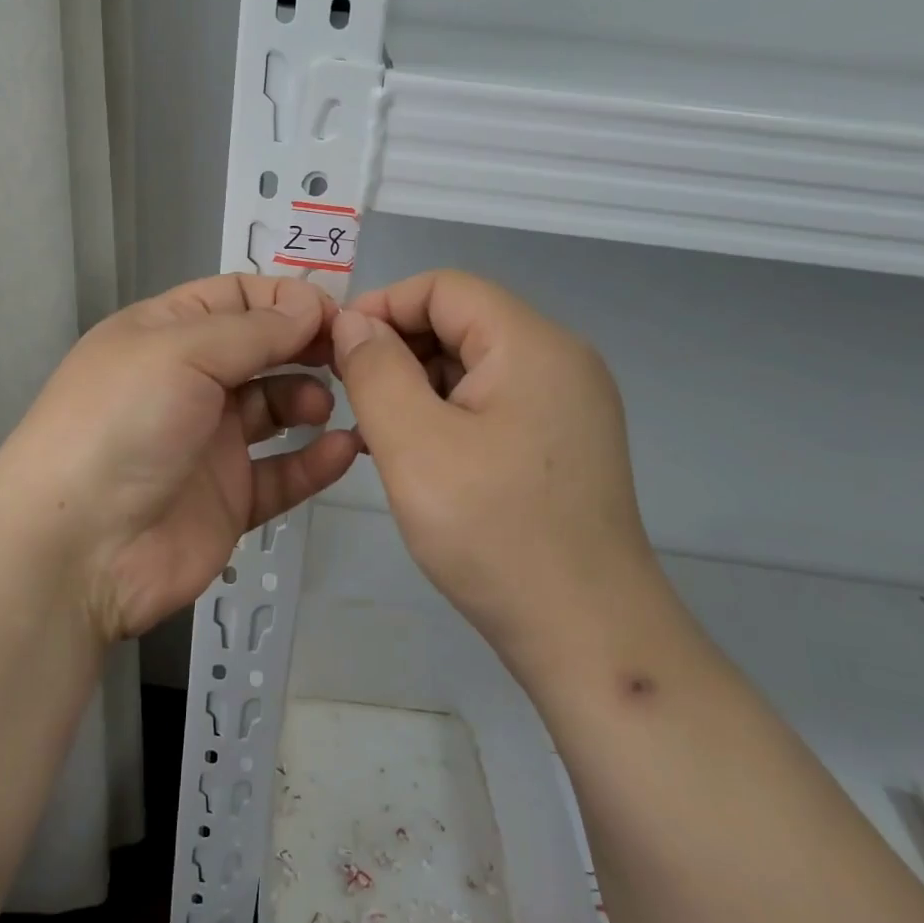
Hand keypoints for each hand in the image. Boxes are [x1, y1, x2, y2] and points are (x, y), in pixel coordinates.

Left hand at [0, 274, 360, 640]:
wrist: (76, 548)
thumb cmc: (123, 424)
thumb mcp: (182, 351)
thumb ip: (255, 329)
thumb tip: (311, 304)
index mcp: (167, 333)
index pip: (238, 297)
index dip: (287, 299)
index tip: (336, 314)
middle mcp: (189, 382)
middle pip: (263, 349)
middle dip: (307, 346)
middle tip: (349, 357)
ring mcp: (210, 443)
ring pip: (277, 409)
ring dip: (311, 399)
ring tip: (324, 407)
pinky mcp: (230, 498)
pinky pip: (283, 472)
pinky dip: (315, 460)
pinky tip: (342, 449)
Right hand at [331, 270, 660, 656]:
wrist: (587, 635)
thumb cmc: (494, 534)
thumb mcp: (414, 445)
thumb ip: (375, 370)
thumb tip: (354, 322)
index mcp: (532, 344)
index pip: (445, 287)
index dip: (383, 306)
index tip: (336, 351)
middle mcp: (559, 360)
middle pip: (461, 323)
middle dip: (397, 350)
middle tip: (349, 399)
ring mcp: (567, 403)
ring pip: (473, 366)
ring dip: (417, 387)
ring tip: (375, 435)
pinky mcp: (562, 442)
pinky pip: (492, 404)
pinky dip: (446, 415)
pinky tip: (414, 456)